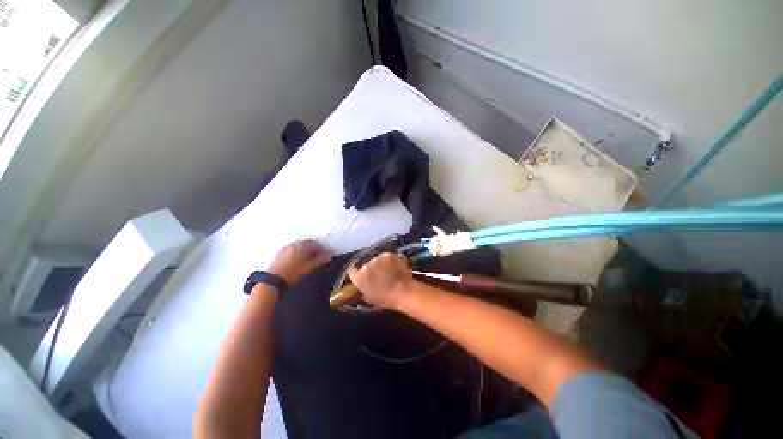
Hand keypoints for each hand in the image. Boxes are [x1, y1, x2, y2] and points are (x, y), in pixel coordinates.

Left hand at [267, 240, 331, 283]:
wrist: (273, 280)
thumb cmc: (294, 272)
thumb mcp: (310, 267)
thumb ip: (320, 260)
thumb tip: (329, 256)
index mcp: (302, 245)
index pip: (316, 244)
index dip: (322, 250)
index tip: (325, 257)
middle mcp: (294, 244)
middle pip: (307, 245)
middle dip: (314, 251)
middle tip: (318, 259)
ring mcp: (286, 248)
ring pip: (299, 248)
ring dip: (305, 253)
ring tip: (308, 262)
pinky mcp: (280, 254)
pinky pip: (293, 251)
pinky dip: (298, 255)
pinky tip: (298, 263)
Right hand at [347, 252, 411, 308]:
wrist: (403, 291)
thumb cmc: (385, 298)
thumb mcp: (369, 298)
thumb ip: (363, 289)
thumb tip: (362, 286)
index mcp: (359, 277)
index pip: (352, 271)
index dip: (357, 273)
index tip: (363, 276)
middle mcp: (366, 265)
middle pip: (367, 265)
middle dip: (373, 269)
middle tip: (381, 276)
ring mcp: (378, 258)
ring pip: (379, 259)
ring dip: (383, 264)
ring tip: (391, 271)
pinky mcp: (389, 254)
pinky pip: (389, 257)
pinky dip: (392, 260)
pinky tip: (397, 267)